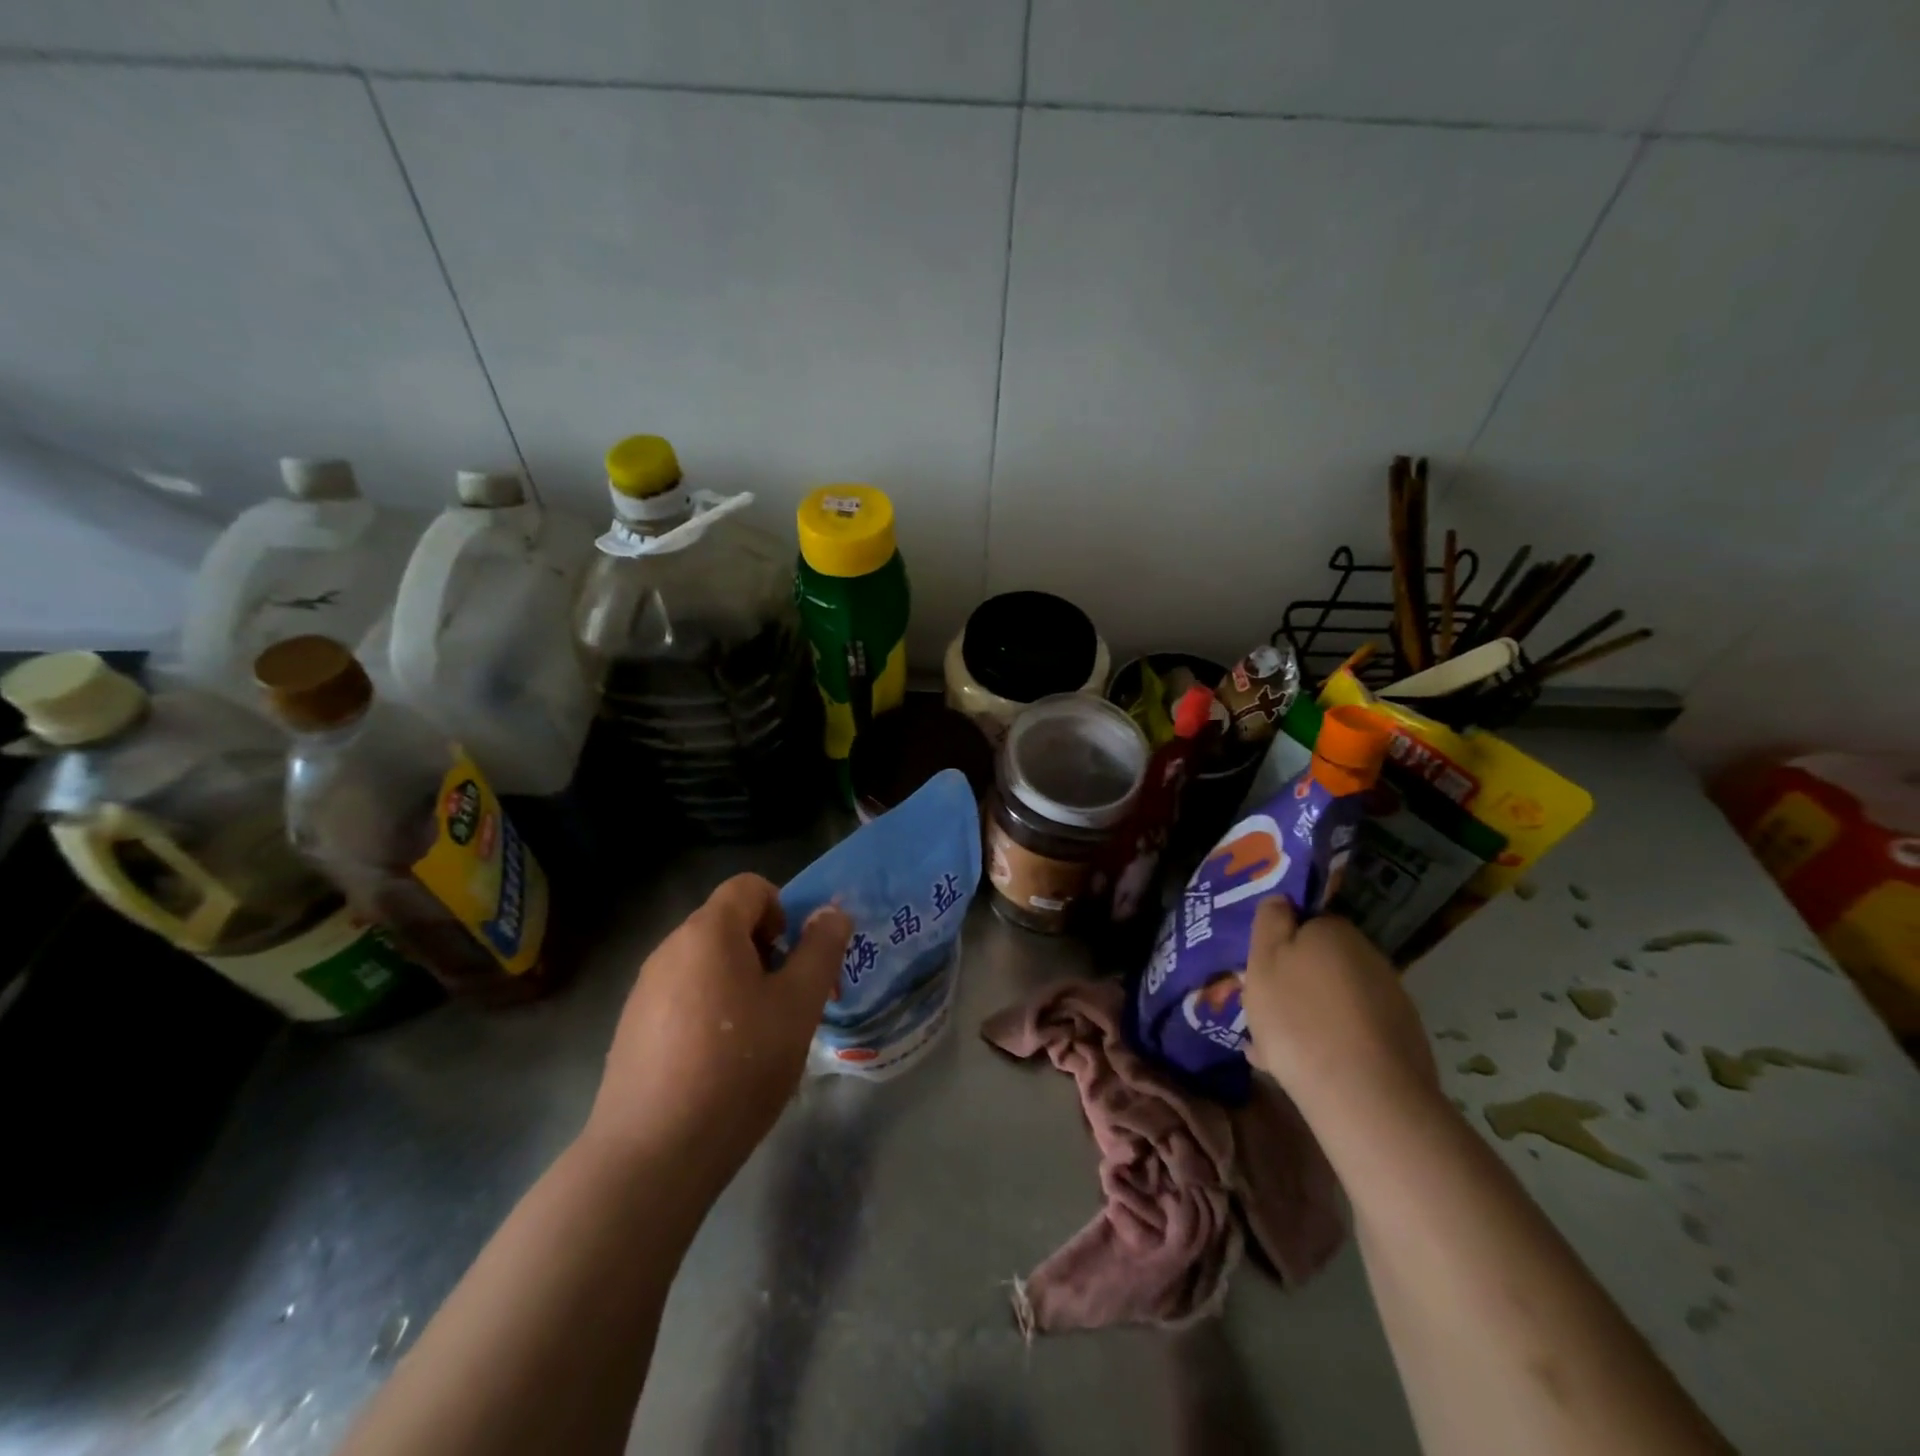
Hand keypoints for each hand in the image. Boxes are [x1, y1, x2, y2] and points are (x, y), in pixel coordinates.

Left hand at [584, 874, 850, 1197]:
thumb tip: (831, 913)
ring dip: (739, 984)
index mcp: (708, 932)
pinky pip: (681, 998)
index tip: (795, 959)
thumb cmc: (738, 1066)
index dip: (783, 909)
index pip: (749, 887)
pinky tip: (718, 1065)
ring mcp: (644, 991)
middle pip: (726, 925)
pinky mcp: (630, 1030)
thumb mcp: (798, 1005)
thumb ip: (820, 950)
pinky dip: (708, 1012)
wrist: (651, 1155)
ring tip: (756, 1039)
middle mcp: (669, 949)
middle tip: (787, 1002)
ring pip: (705, 964)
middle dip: (765, 952)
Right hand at [1240, 899, 1437, 1119]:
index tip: (1259, 969)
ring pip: (1335, 999)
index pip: (1304, 921)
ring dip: (1309, 1014)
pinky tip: (1304, 1069)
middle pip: (1321, 961)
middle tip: (1264, 1010)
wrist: (1364, 1095)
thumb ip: (1271, 922)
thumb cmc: (1299, 1017)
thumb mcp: (1264, 960)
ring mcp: (1390, 1000)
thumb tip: (1283, 899)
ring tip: (1277, 1048)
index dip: (1279, 943)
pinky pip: (1352, 1032)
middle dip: (1295, 981)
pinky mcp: (1402, 1041)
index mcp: (1334, 931)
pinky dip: (1330, 1042)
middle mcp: (1369, 956)